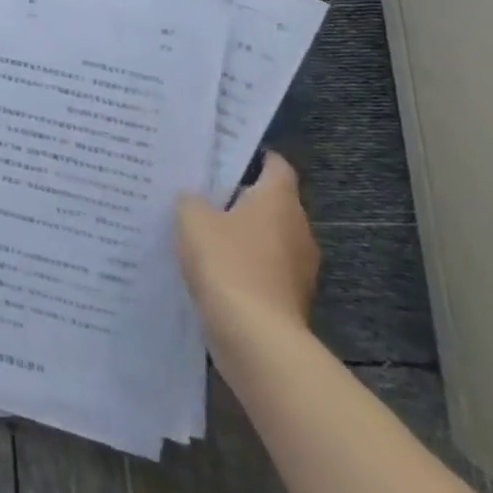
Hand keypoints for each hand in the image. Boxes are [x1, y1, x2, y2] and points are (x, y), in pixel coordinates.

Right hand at [176, 153, 318, 334]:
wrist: (255, 336)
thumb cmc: (227, 262)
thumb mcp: (192, 218)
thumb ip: (191, 200)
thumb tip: (195, 199)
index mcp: (279, 201)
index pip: (276, 165)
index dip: (252, 157)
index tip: (223, 156)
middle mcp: (298, 229)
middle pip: (271, 202)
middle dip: (240, 198)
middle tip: (202, 192)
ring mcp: (300, 267)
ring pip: (268, 238)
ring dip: (242, 235)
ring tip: (201, 232)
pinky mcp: (291, 298)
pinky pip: (264, 269)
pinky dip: (243, 265)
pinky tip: (212, 269)